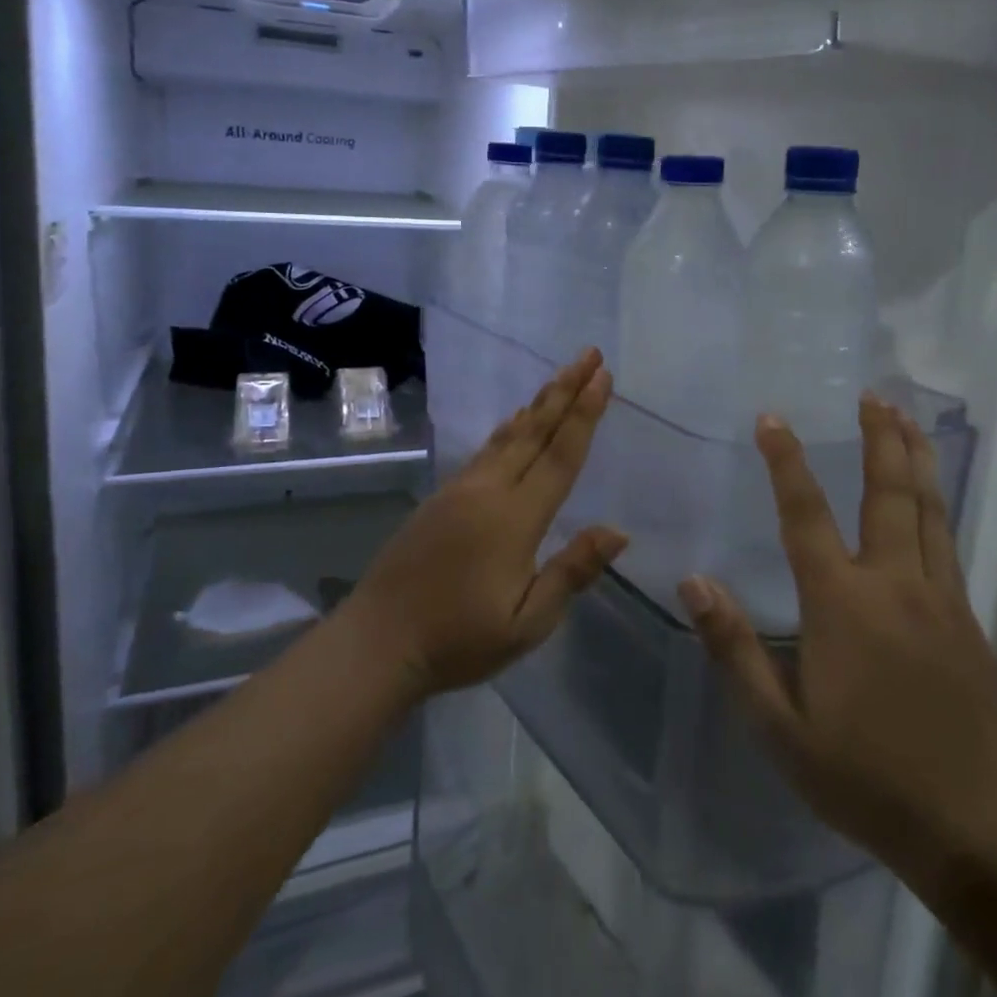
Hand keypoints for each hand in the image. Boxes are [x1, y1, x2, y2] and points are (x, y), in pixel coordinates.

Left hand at [346, 349, 626, 699]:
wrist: (378, 641)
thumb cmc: (459, 638)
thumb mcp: (527, 622)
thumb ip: (572, 571)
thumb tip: (618, 531)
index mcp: (515, 517)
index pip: (560, 455)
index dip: (585, 414)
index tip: (603, 378)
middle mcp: (489, 489)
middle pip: (535, 430)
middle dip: (566, 390)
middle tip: (589, 355)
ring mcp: (461, 488)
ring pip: (509, 434)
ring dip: (539, 402)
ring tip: (561, 376)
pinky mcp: (443, 495)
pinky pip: (486, 449)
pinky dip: (509, 427)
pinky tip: (516, 420)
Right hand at [679, 398, 996, 885]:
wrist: (982, 828)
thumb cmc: (868, 777)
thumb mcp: (781, 728)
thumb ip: (735, 649)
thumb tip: (695, 582)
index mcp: (843, 605)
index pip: (806, 514)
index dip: (787, 462)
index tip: (773, 418)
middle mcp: (894, 584)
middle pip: (887, 493)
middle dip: (878, 438)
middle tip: (873, 395)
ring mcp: (940, 597)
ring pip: (927, 509)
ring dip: (914, 457)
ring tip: (907, 418)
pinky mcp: (968, 618)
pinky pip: (947, 540)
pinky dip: (935, 501)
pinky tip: (931, 493)